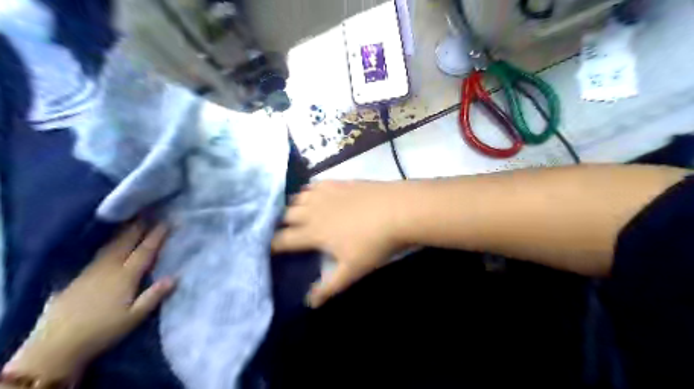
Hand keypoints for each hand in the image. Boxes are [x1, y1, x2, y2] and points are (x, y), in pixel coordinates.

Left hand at [7, 223, 174, 381]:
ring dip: (122, 233)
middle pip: (125, 243)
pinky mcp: (77, 278)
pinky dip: (106, 244)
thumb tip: (175, 277)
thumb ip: (154, 295)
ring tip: (130, 222)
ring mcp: (90, 271)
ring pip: (109, 246)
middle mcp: (108, 268)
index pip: (144, 251)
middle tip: (148, 213)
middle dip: (138, 227)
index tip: (166, 222)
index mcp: (125, 276)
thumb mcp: (134, 317)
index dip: (156, 236)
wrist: (56, 346)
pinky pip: (96, 255)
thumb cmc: (103, 330)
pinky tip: (107, 244)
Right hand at [273, 181, 408, 308]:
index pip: (283, 239)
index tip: (268, 249)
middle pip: (286, 215)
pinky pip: (315, 185)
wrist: (397, 210)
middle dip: (280, 224)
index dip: (272, 245)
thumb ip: (329, 286)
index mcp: (313, 232)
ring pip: (298, 197)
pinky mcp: (338, 182)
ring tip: (296, 213)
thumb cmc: (374, 243)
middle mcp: (313, 210)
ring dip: (293, 206)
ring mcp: (326, 193)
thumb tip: (309, 303)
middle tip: (283, 232)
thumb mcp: (352, 270)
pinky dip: (309, 191)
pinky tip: (314, 195)